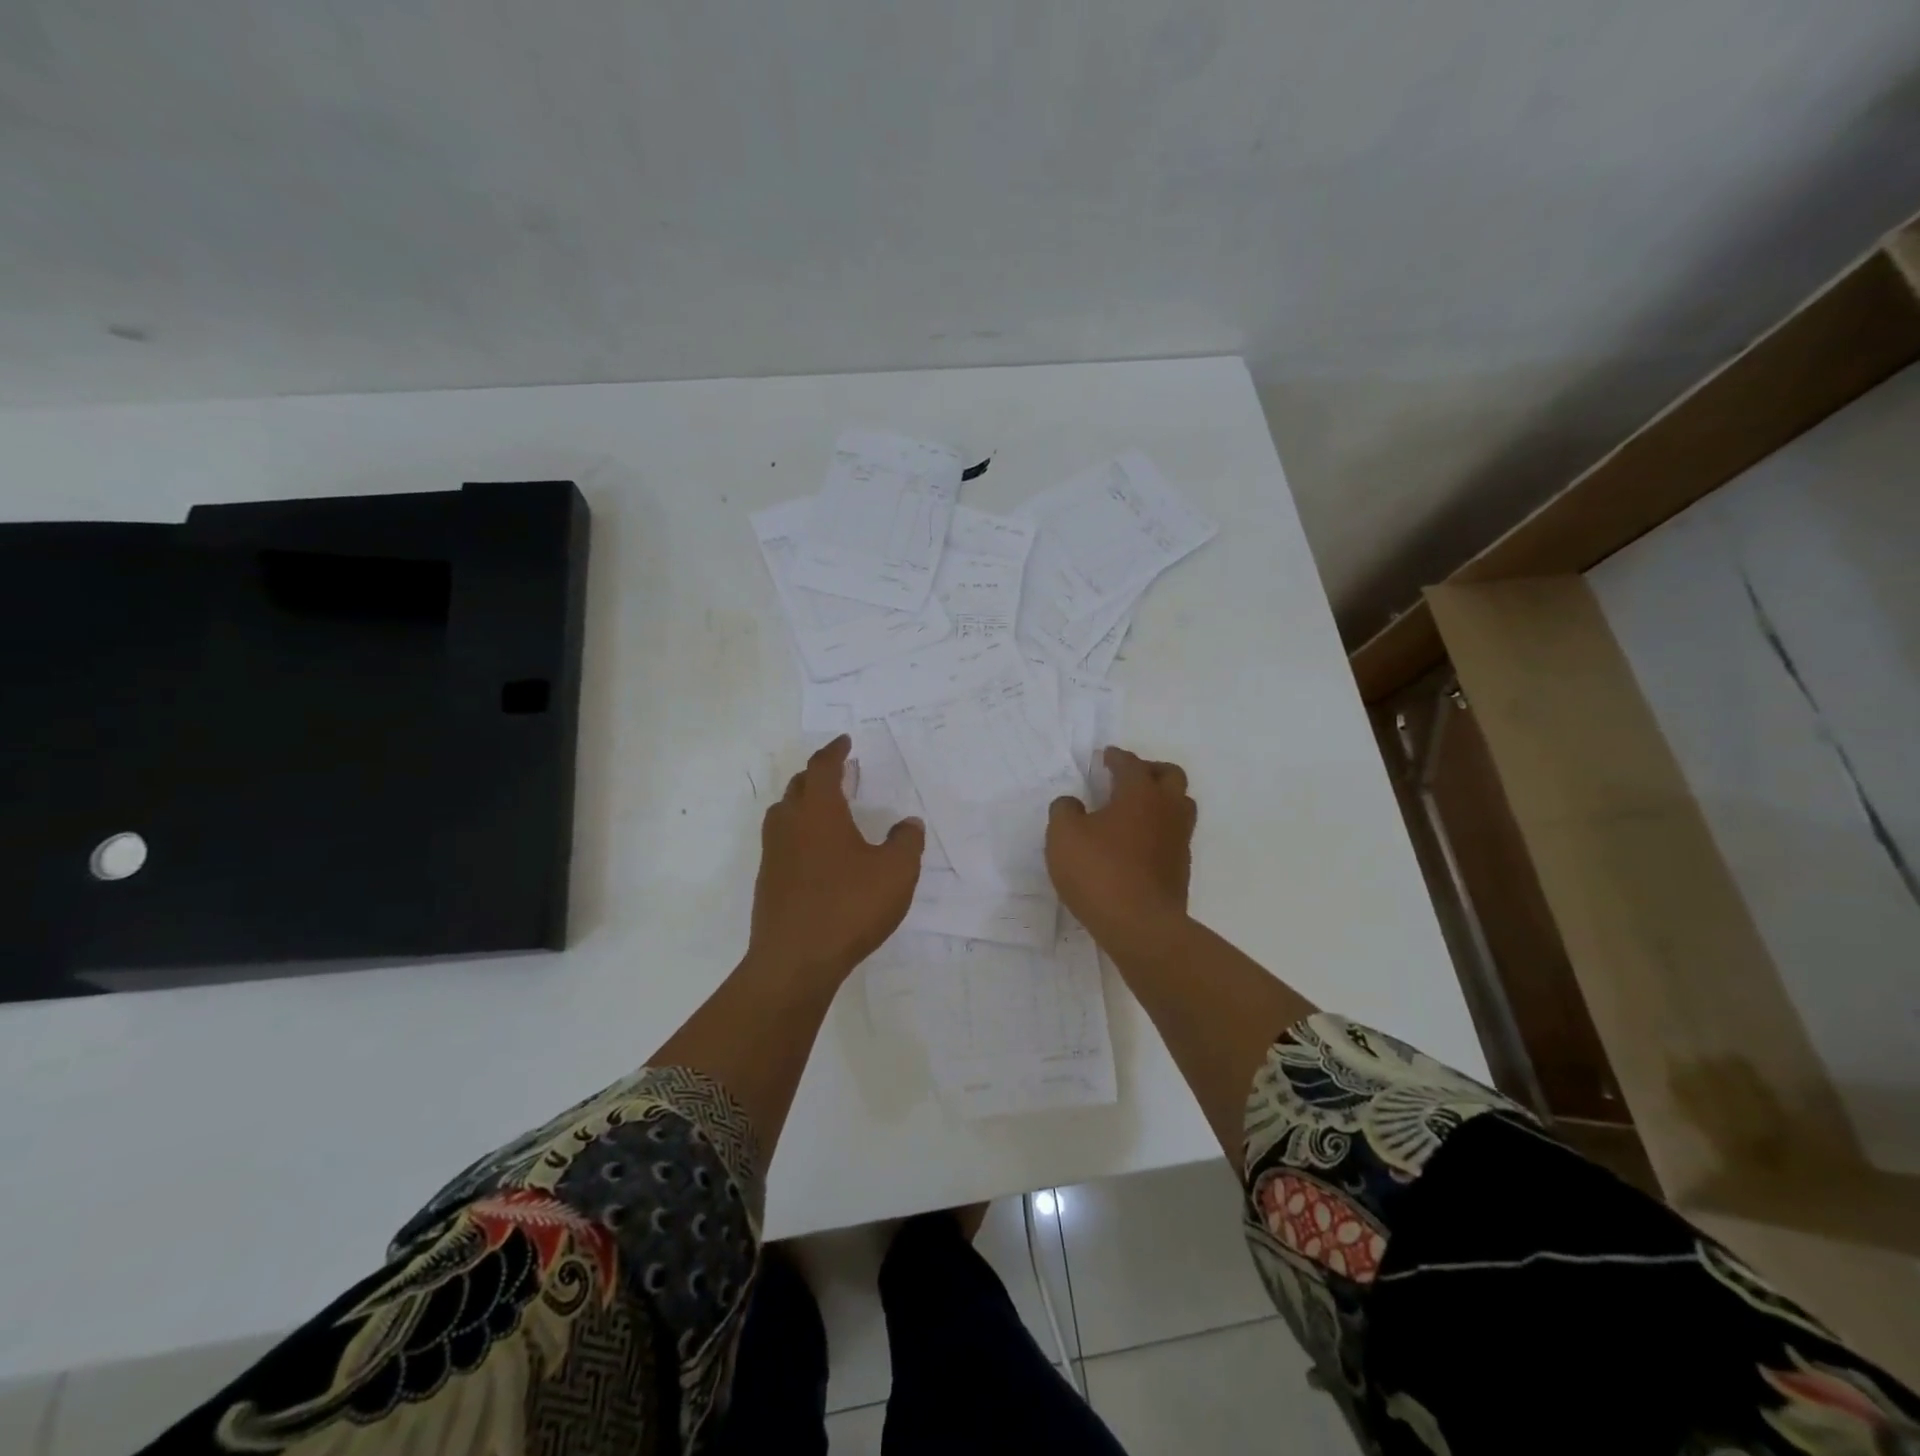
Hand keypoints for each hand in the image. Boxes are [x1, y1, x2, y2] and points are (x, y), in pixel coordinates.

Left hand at [748, 735, 923, 987]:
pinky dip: (798, 834)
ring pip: (784, 814)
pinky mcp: (768, 882)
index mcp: (819, 812)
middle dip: (817, 775)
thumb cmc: (849, 907)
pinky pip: (782, 843)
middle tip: (839, 774)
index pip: (822, 768)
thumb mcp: (895, 872)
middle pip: (798, 786)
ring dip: (803, 803)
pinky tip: (817, 855)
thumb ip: (906, 842)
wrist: (795, 961)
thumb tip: (909, 823)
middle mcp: (790, 825)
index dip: (834, 752)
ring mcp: (773, 854)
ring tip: (826, 811)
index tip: (845, 742)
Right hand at [1047, 747, 1195, 950]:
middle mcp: (1167, 810)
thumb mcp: (1064, 836)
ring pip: (1180, 806)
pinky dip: (1159, 830)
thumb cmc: (1099, 872)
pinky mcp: (1181, 869)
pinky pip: (1174, 836)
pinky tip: (1138, 843)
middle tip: (1128, 777)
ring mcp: (1179, 841)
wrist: (1140, 926)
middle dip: (1150, 770)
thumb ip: (1065, 811)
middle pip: (1171, 776)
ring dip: (1162, 800)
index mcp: (1140, 793)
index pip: (1131, 764)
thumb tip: (1072, 804)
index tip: (1106, 757)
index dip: (1116, 757)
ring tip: (1136, 810)